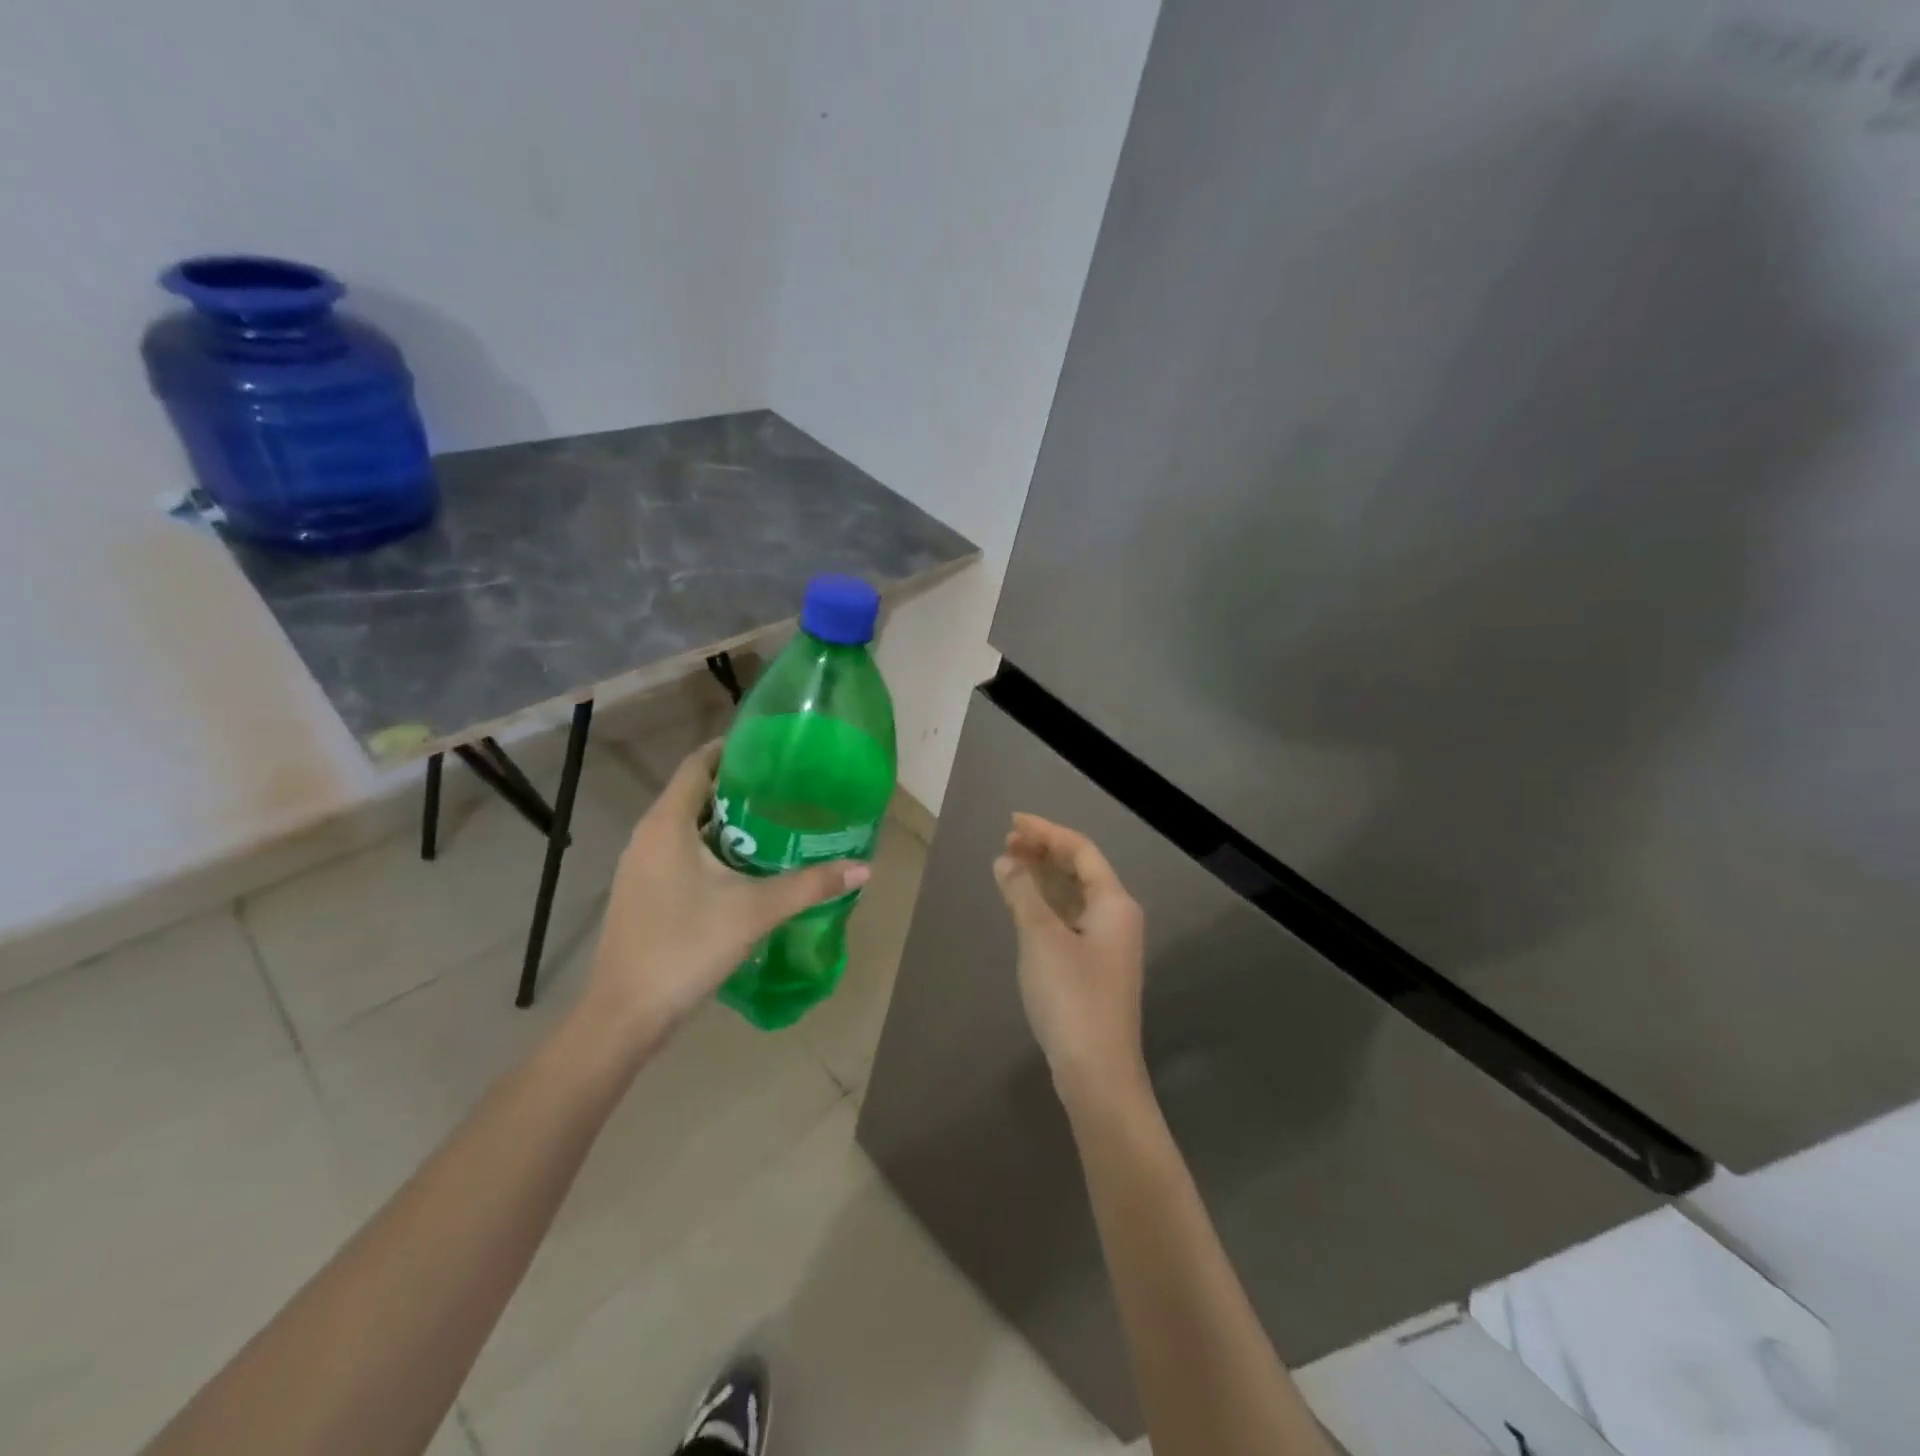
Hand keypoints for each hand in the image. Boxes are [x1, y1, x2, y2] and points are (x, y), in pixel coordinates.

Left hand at [582, 740, 868, 1043]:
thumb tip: (864, 868)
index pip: (697, 764)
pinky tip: (745, 866)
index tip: (772, 747)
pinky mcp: (642, 892)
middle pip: (694, 792)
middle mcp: (648, 836)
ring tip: (775, 821)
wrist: (626, 1014)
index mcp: (667, 824)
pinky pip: (679, 851)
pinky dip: (711, 846)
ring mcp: (640, 866)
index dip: (731, 749)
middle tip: (786, 786)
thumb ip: (809, 885)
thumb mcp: (755, 911)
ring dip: (726, 820)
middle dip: (738, 786)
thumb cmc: (686, 947)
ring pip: (686, 825)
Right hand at [993, 813, 1148, 1113]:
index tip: (1011, 822)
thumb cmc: (1071, 996)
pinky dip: (1047, 906)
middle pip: (1081, 870)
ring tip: (1010, 867)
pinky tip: (1025, 908)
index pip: (1081, 850)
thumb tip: (1006, 861)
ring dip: (1044, 878)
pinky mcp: (1096, 968)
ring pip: (1075, 896)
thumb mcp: (1040, 938)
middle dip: (1044, 852)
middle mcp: (1118, 918)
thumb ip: (1022, 893)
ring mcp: (1109, 945)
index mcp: (1114, 903)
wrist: (1097, 1072)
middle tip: (1007, 843)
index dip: (1046, 832)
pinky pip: (1071, 919)